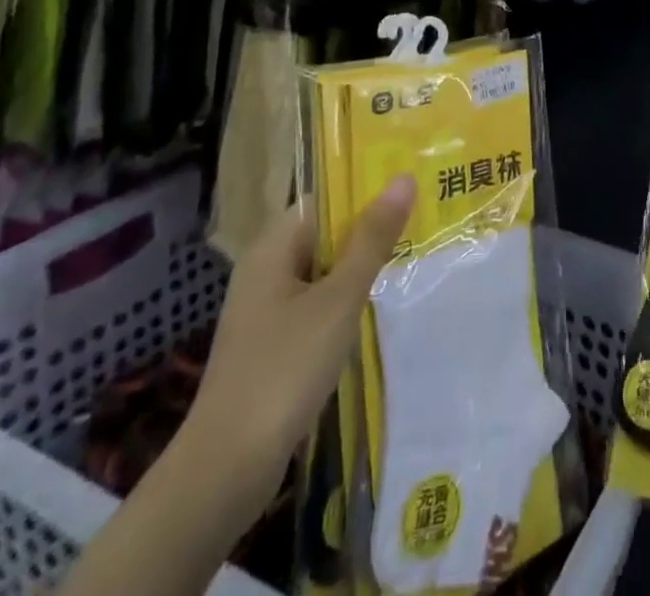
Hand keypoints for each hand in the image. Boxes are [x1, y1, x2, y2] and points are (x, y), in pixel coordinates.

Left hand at [182, 175, 416, 510]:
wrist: (226, 470)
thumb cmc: (284, 369)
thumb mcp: (339, 298)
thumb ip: (372, 239)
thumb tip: (403, 178)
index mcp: (272, 248)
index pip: (323, 199)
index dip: (364, 189)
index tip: (409, 186)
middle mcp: (265, 271)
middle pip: (324, 234)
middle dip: (369, 228)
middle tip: (423, 217)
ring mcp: (266, 311)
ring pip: (323, 272)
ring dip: (360, 266)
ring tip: (412, 255)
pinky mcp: (272, 346)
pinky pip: (316, 305)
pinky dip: (345, 301)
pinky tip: (377, 308)